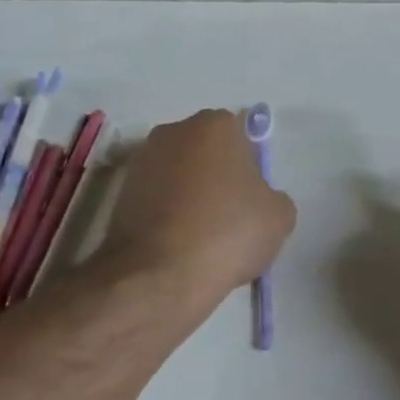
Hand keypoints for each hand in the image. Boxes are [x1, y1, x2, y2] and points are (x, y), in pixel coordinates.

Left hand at [102, 110, 295, 299]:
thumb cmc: (228, 232)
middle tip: (230, 217)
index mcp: (214, 124)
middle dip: (216, 176)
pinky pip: (156, 199)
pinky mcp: (120, 193)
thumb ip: (273, 196)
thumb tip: (258, 201)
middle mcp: (173, 131)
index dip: (248, 168)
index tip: (251, 199)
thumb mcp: (279, 216)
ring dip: (189, 196)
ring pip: (178, 175)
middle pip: (205, 152)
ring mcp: (141, 160)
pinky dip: (166, 215)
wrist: (160, 275)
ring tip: (202, 238)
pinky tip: (177, 246)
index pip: (240, 136)